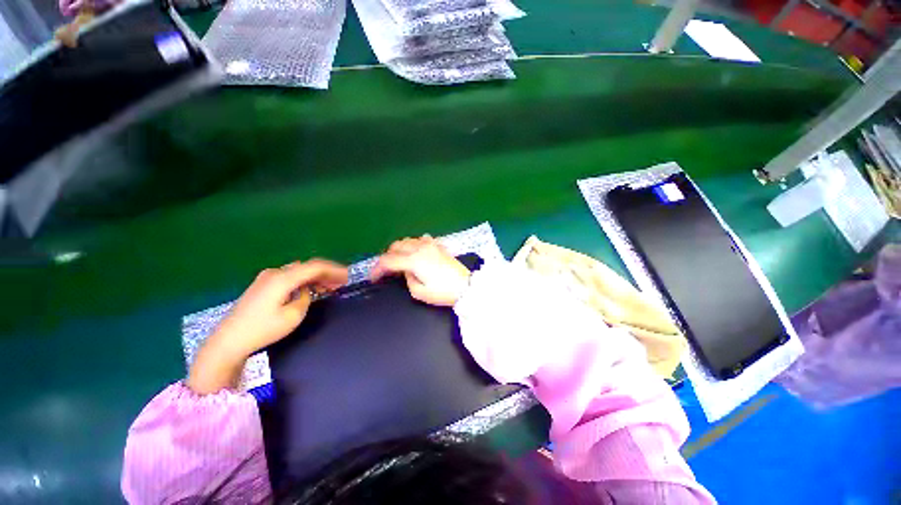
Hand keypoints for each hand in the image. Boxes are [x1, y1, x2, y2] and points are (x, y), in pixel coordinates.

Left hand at [187, 259, 347, 393]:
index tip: (347, 276)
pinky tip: (310, 289)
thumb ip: (306, 297)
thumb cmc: (263, 329)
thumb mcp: (293, 315)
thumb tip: (306, 290)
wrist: (229, 341)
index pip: (315, 267)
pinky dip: (303, 280)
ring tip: (329, 286)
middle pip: (307, 267)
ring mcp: (266, 278)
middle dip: (326, 273)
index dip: (334, 270)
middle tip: (341, 282)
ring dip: (315, 277)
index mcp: (284, 278)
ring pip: (298, 271)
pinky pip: (289, 277)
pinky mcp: (262, 286)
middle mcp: (275, 273)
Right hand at [371, 236, 470, 305]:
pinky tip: (416, 251)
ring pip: (408, 240)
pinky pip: (422, 239)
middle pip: (396, 246)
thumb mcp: (419, 292)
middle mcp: (420, 248)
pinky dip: (414, 244)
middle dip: (387, 257)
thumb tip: (407, 271)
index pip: (388, 261)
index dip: (377, 269)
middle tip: (386, 270)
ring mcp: (430, 245)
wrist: (466, 286)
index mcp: (413, 260)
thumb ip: (407, 279)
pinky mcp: (439, 246)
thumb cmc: (443, 292)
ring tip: (399, 260)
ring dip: (399, 249)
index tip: (374, 277)